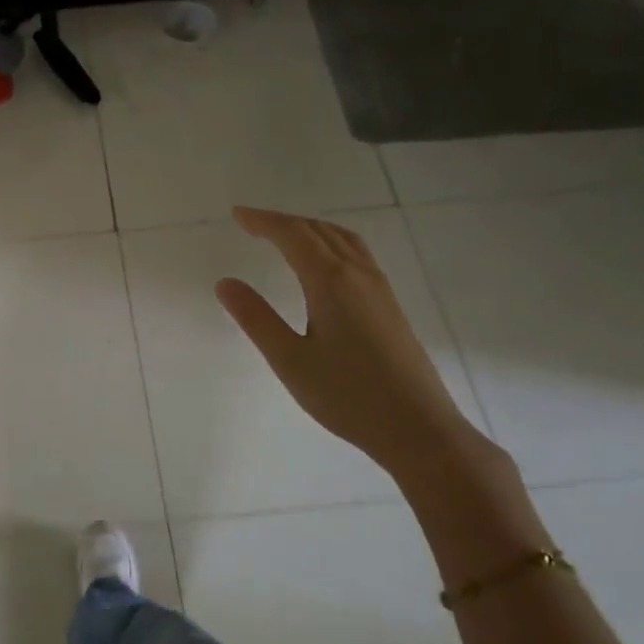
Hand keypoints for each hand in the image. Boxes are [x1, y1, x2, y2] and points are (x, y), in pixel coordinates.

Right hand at [216, 206, 482, 477]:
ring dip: (310, 229)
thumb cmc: (347, 396)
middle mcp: (358, 275)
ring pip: (343, 240)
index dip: (263, 221)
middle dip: (284, 221)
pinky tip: (326, 264)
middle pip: (319, 231)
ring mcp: (379, 289)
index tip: (237, 215)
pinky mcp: (390, 306)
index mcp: (331, 282)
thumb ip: (256, 318)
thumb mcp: (290, 360)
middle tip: (252, 223)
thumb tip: (225, 283)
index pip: (293, 236)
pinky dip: (331, 243)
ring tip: (285, 235)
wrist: (418, 428)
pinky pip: (357, 255)